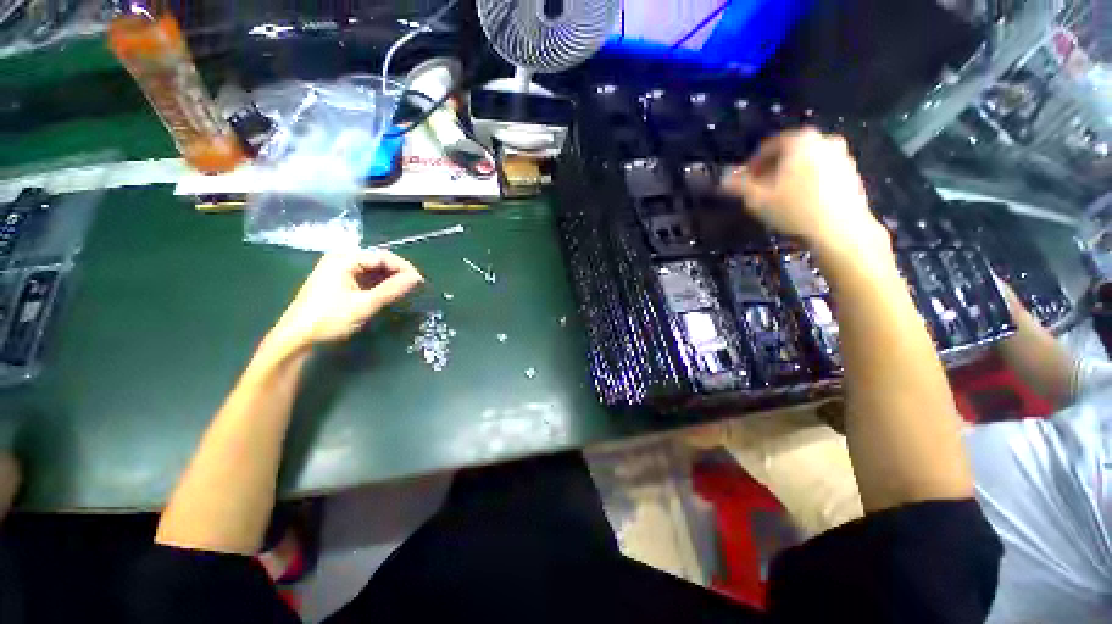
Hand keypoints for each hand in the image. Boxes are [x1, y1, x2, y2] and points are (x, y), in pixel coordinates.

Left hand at [272, 249, 423, 349]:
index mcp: (344, 259)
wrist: (296, 338)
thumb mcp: (364, 304)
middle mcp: (341, 259)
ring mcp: (339, 270)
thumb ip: (392, 289)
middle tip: (415, 287)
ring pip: (373, 270)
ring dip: (390, 279)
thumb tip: (417, 279)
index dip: (404, 268)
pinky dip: (379, 285)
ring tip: (405, 291)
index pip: (383, 256)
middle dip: (398, 273)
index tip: (420, 282)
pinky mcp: (339, 282)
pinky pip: (366, 278)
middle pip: (378, 261)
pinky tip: (389, 294)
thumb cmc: (329, 319)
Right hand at [722, 128, 888, 257]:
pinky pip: (822, 173)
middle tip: (760, 189)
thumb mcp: (757, 199)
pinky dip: (808, 182)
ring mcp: (842, 156)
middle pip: (790, 153)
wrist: (840, 229)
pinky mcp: (852, 174)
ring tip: (778, 198)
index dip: (752, 164)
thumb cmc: (795, 209)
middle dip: (772, 170)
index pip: (769, 146)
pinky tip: (800, 203)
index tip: (744, 181)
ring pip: (807, 163)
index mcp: (801, 141)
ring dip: (790, 176)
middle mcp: (825, 140)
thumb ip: (739, 185)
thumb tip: (724, 178)